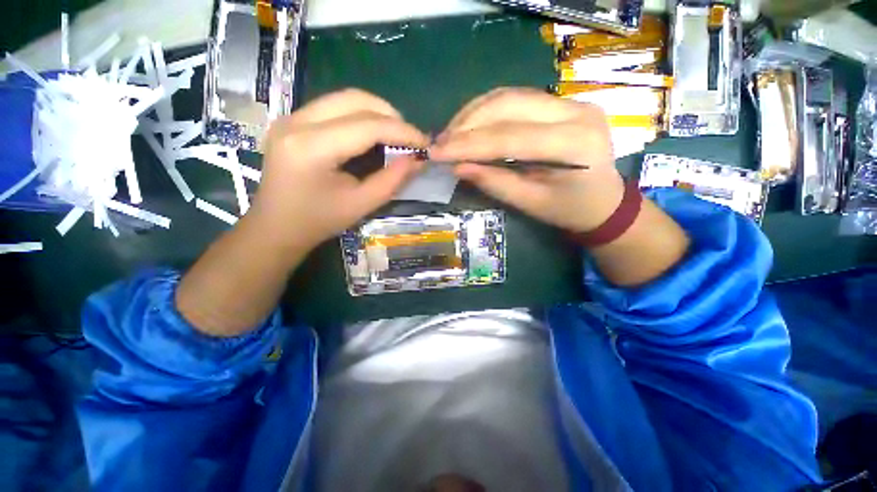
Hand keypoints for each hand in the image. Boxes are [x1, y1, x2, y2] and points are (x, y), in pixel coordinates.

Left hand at [248, 88, 428, 250]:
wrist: (276, 227)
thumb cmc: (319, 222)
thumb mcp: (361, 204)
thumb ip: (393, 180)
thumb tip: (418, 160)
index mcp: (312, 148)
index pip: (367, 126)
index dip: (402, 131)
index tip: (425, 142)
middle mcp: (297, 122)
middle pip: (355, 99)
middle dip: (391, 115)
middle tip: (410, 137)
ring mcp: (291, 117)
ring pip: (345, 98)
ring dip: (377, 112)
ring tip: (396, 134)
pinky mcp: (292, 120)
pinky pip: (334, 106)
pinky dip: (361, 115)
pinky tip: (373, 133)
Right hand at [430, 88, 624, 232]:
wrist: (603, 200)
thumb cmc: (569, 210)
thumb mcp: (530, 203)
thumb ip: (495, 183)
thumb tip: (458, 167)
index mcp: (574, 144)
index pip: (509, 136)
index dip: (468, 144)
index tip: (436, 152)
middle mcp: (576, 111)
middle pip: (508, 104)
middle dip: (467, 123)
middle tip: (441, 143)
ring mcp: (571, 101)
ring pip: (509, 95)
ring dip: (473, 114)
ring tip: (451, 135)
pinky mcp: (562, 102)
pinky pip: (516, 99)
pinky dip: (487, 112)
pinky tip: (470, 126)